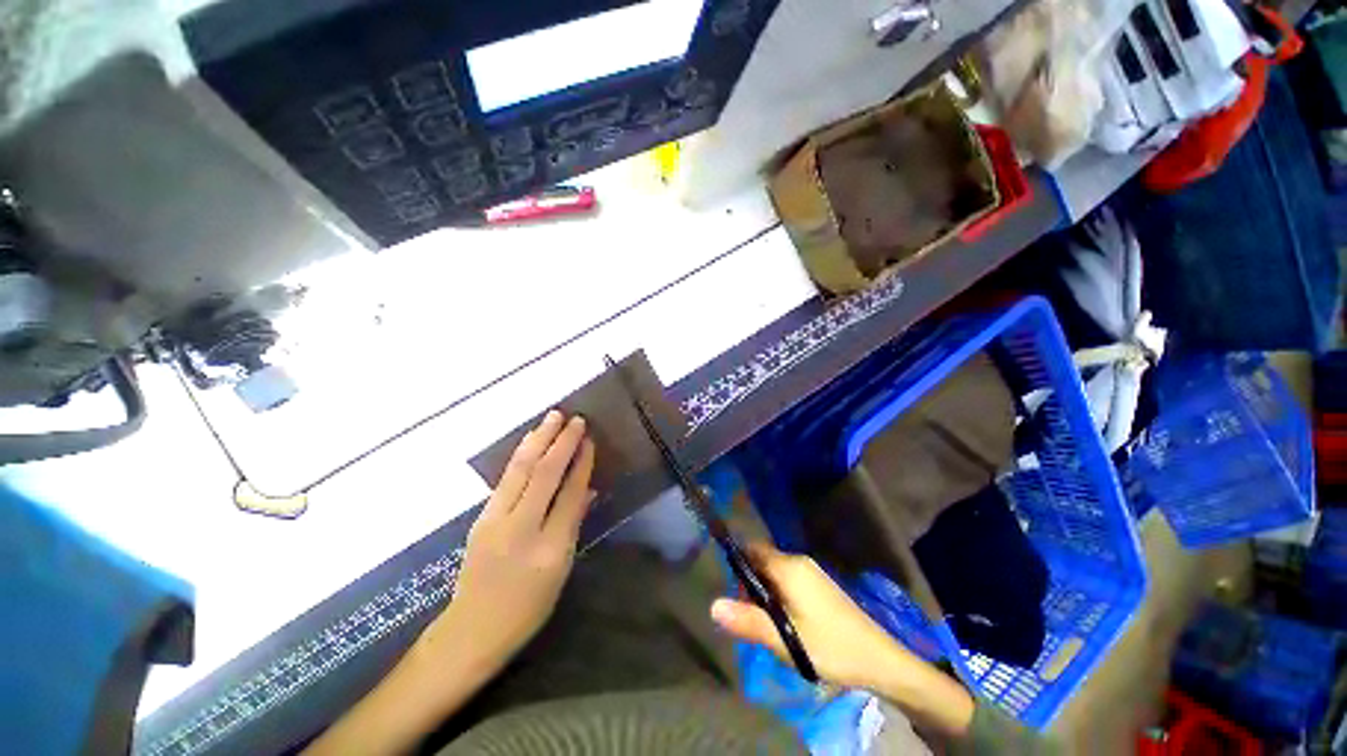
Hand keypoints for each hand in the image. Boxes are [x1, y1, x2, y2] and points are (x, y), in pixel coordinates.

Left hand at [431, 411, 594, 671]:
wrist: (472, 630)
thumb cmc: (528, 607)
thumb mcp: (561, 569)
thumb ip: (574, 523)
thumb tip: (589, 489)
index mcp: (549, 548)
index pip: (569, 494)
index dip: (581, 463)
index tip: (589, 439)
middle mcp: (521, 529)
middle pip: (542, 475)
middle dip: (560, 442)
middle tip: (574, 418)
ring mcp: (495, 521)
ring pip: (520, 470)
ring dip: (538, 440)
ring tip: (552, 417)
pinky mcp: (480, 518)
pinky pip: (506, 479)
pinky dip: (521, 455)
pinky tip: (530, 441)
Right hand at [710, 541, 917, 691]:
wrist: (880, 660)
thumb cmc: (830, 646)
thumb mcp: (784, 639)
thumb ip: (747, 621)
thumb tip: (713, 605)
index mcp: (789, 567)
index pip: (752, 549)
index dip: (738, 565)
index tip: (733, 592)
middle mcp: (799, 562)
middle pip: (763, 560)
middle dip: (750, 583)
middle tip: (749, 616)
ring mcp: (812, 573)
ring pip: (776, 573)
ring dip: (765, 593)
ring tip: (766, 625)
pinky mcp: (820, 587)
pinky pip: (789, 582)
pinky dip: (779, 597)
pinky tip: (786, 624)